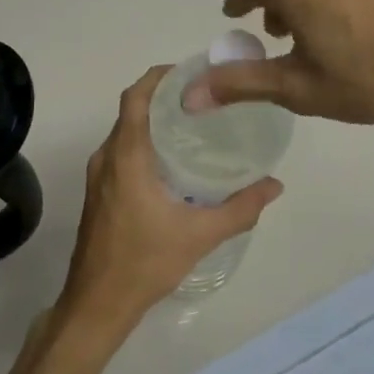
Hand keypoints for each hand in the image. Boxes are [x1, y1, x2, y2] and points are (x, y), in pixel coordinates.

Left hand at [57, 66, 282, 340]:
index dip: (160, 76)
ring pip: (125, 133)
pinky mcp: (98, 192)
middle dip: (163, 96)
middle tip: (204, 97)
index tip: (191, 71)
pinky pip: (121, 152)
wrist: (98, 302)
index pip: (136, 97)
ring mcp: (98, 176)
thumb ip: (241, 208)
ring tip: (194, 123)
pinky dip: (144, 143)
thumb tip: (275, 185)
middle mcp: (106, 158)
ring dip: (153, 121)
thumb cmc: (145, 262)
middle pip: (132, 111)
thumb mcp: (200, 234)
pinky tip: (173, 161)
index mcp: (126, 157)